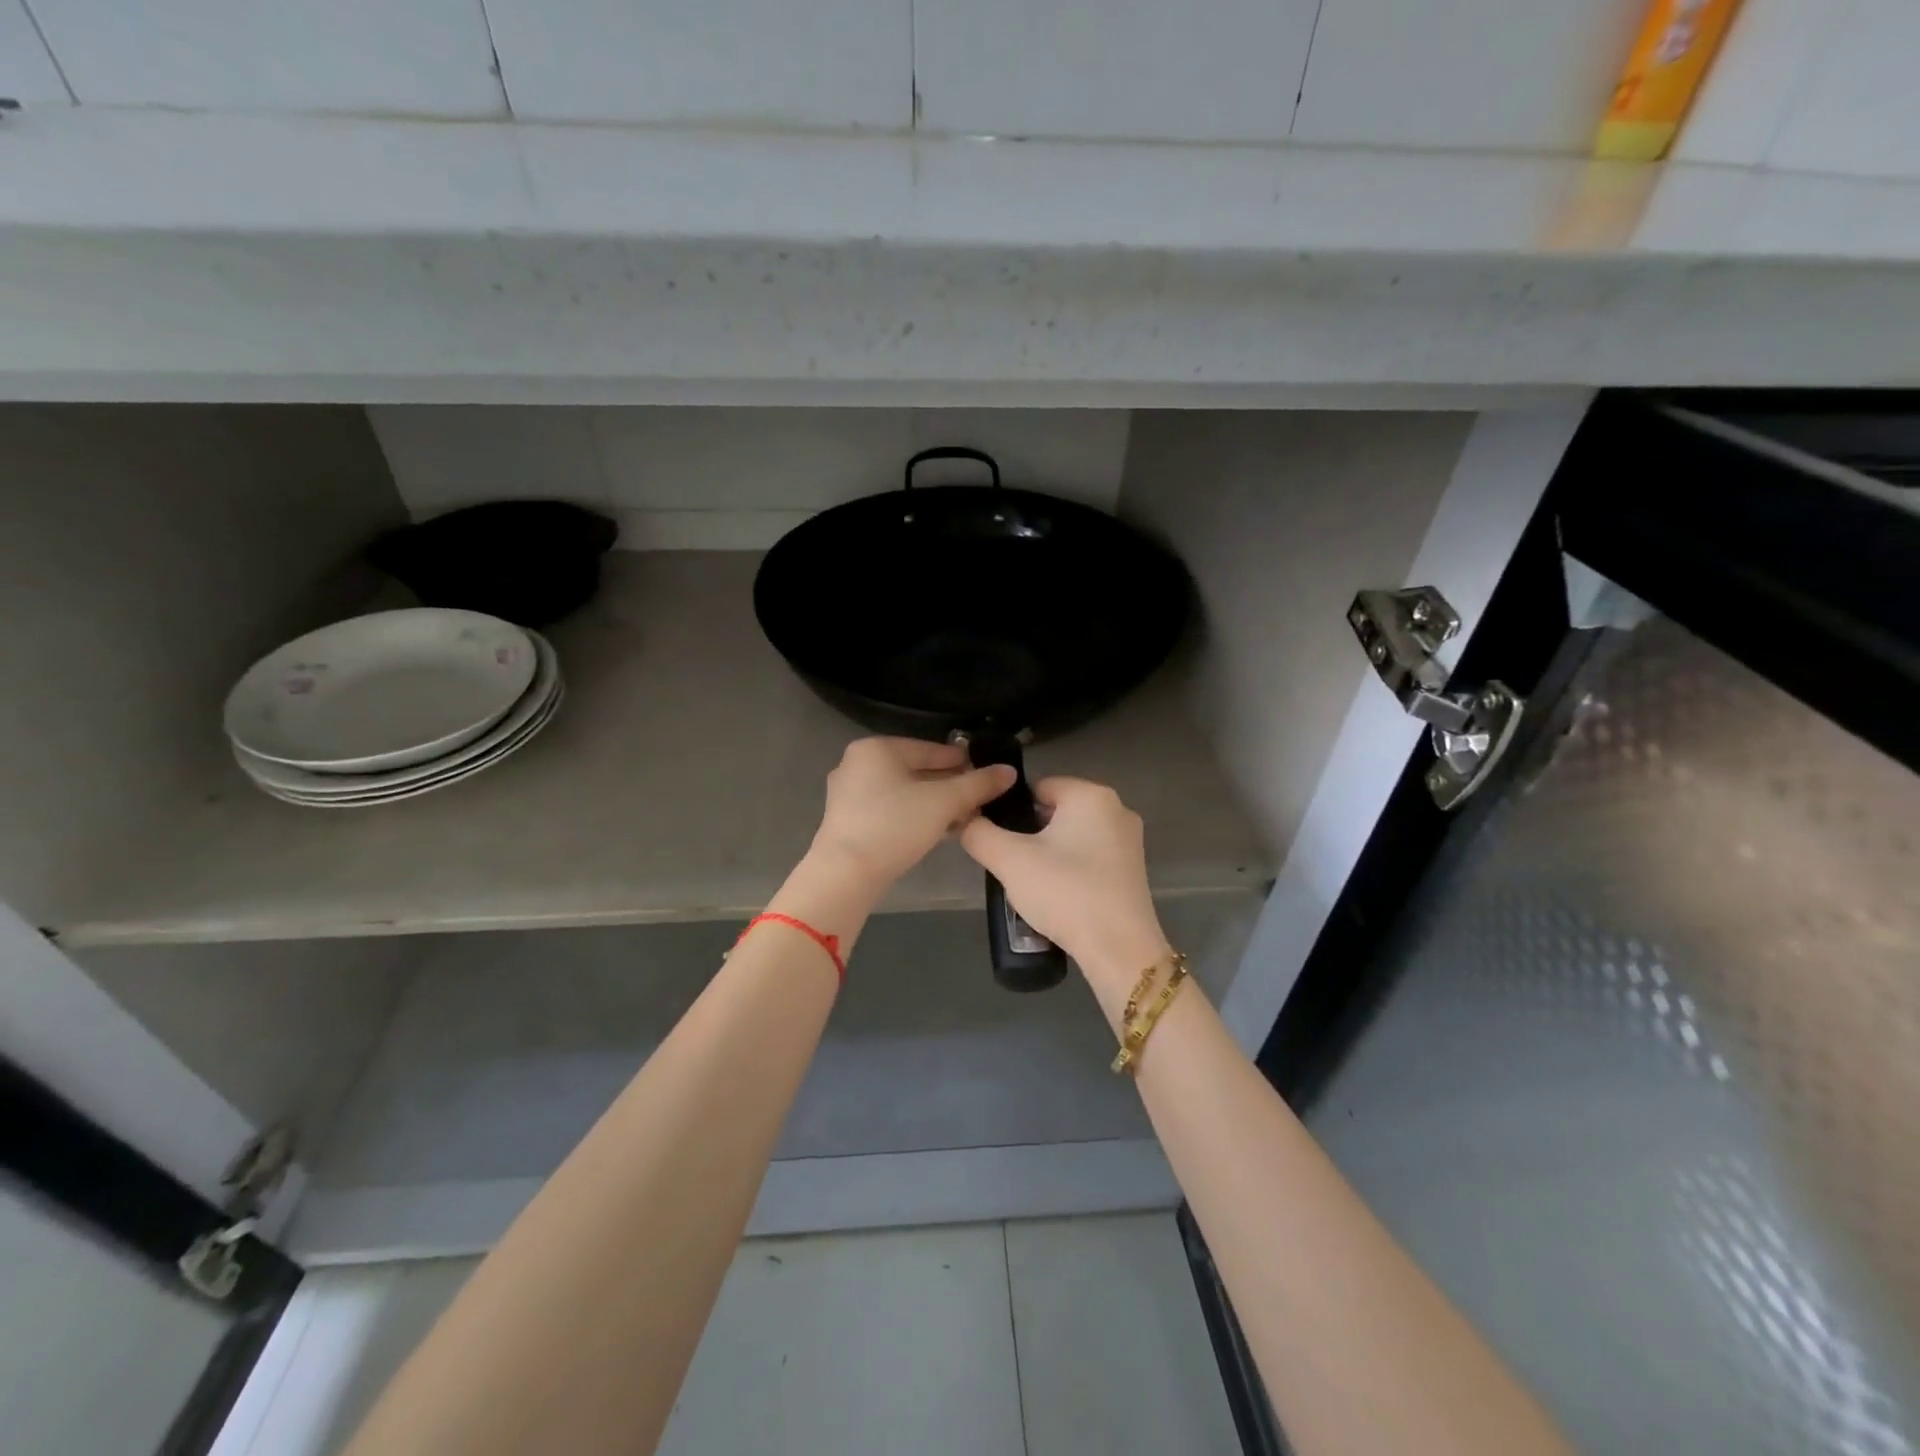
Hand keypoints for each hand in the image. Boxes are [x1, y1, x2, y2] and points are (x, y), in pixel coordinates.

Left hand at [807, 737, 1016, 894]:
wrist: (845, 874)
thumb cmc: (895, 826)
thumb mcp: (943, 802)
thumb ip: (978, 784)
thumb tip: (1009, 771)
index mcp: (877, 748)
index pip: (931, 749)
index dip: (963, 761)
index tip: (988, 773)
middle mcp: (858, 764)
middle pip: (916, 770)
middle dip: (950, 786)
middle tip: (979, 799)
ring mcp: (848, 793)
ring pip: (903, 792)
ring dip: (934, 803)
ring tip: (964, 817)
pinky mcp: (847, 820)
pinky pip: (889, 809)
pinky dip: (914, 815)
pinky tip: (938, 830)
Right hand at [960, 777, 1170, 985]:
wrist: (1118, 949)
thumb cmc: (1064, 892)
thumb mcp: (1009, 860)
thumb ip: (979, 833)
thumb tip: (965, 819)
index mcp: (1091, 794)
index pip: (1037, 787)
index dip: (1010, 811)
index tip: (997, 841)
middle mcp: (1116, 809)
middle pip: (1055, 812)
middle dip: (1029, 835)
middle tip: (1010, 866)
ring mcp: (1129, 841)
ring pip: (1072, 837)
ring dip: (1048, 855)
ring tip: (1030, 885)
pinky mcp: (1133, 870)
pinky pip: (1090, 858)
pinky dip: (1070, 871)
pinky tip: (1057, 897)